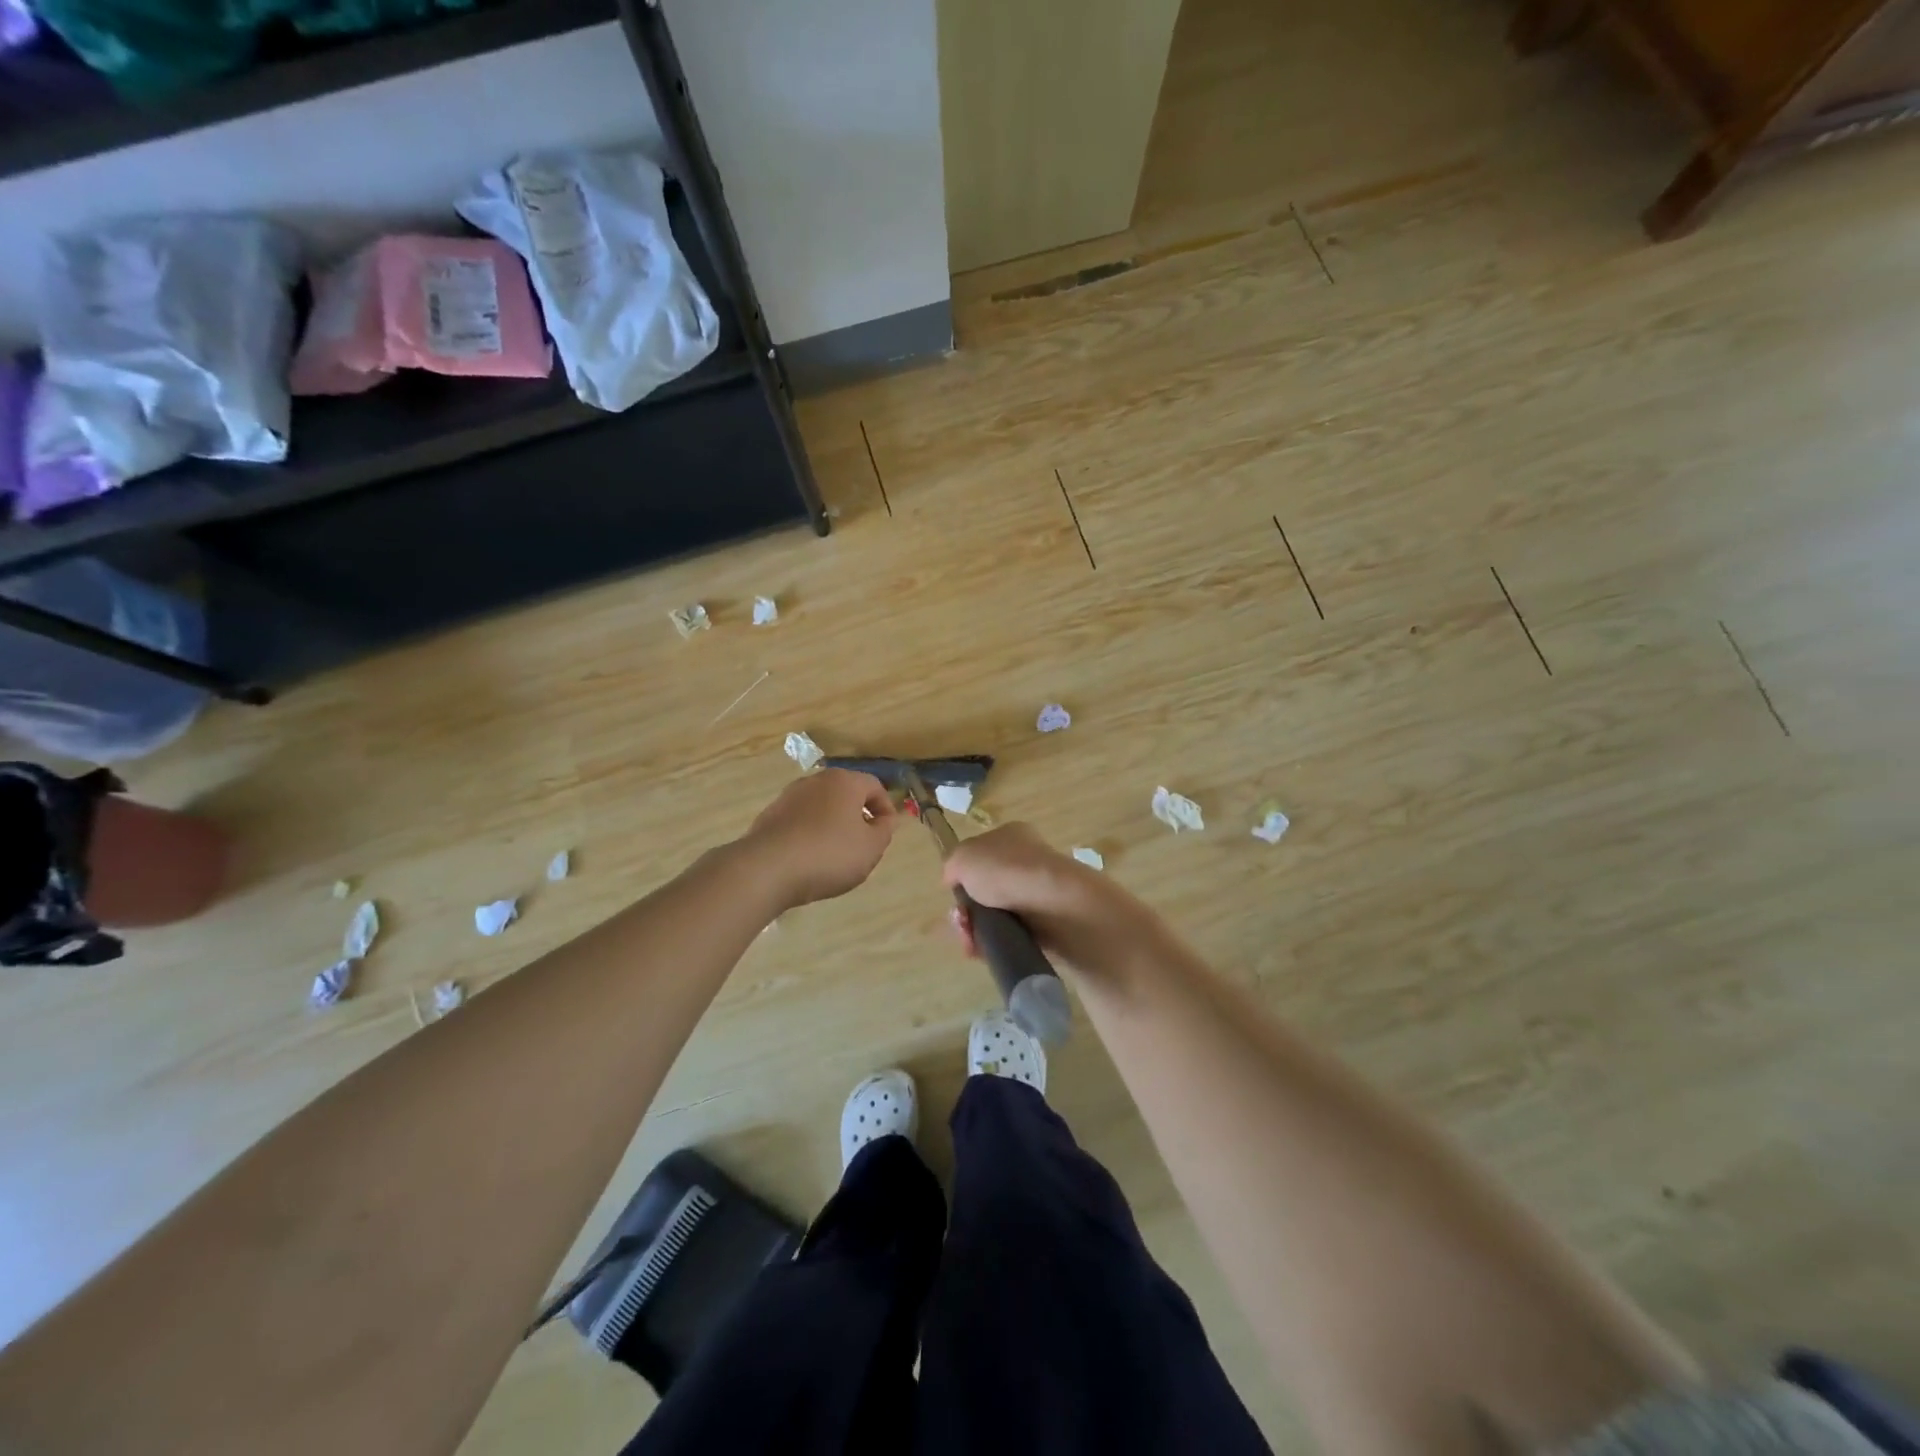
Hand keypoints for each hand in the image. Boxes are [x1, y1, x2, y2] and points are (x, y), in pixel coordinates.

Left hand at [742, 769, 897, 907]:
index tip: (886, 832)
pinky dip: (810, 833)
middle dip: (858, 815)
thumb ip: (884, 830)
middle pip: (846, 793)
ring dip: (833, 824)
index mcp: (844, 781)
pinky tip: (809, 858)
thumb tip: (883, 819)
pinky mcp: (770, 815)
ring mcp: (789, 796)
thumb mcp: (871, 848)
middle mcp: (816, 781)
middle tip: (864, 842)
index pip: (874, 786)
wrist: (767, 868)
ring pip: (821, 807)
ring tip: (835, 854)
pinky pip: (800, 821)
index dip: (886, 808)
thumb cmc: (829, 854)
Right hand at [943, 823, 1158, 975]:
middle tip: (961, 921)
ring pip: (995, 917)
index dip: (964, 874)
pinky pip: (1011, 937)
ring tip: (971, 940)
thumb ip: (953, 865)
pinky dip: (993, 945)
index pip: (982, 854)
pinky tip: (983, 950)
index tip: (954, 891)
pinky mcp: (1047, 926)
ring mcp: (1038, 895)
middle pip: (985, 890)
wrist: (1055, 905)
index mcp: (1012, 836)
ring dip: (975, 931)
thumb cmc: (1006, 870)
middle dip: (967, 910)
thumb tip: (955, 879)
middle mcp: (1027, 862)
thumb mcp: (964, 857)